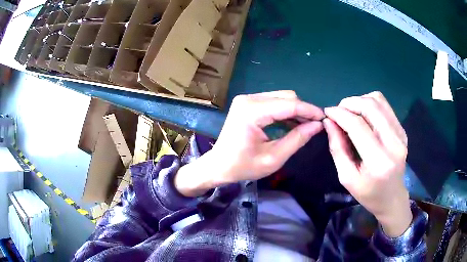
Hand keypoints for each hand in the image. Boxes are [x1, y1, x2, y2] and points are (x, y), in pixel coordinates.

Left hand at [175, 90, 324, 196]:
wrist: (218, 166)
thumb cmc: (243, 166)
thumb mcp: (274, 158)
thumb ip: (297, 139)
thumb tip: (317, 125)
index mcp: (252, 111)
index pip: (289, 104)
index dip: (309, 110)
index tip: (324, 118)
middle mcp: (249, 99)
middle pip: (286, 97)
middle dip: (303, 110)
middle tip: (315, 126)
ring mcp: (247, 99)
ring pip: (281, 98)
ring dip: (295, 111)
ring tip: (306, 127)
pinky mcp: (247, 103)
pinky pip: (272, 103)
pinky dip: (284, 112)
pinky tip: (292, 125)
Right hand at [323, 91, 411, 236]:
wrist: (392, 197)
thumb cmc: (368, 193)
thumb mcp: (347, 177)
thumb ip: (337, 148)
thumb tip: (329, 121)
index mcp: (378, 161)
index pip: (358, 126)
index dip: (340, 114)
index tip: (327, 112)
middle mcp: (394, 143)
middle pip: (370, 106)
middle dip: (349, 103)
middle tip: (338, 111)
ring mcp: (401, 134)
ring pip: (378, 100)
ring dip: (360, 100)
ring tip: (350, 112)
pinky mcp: (402, 130)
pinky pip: (385, 105)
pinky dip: (370, 104)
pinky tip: (364, 115)